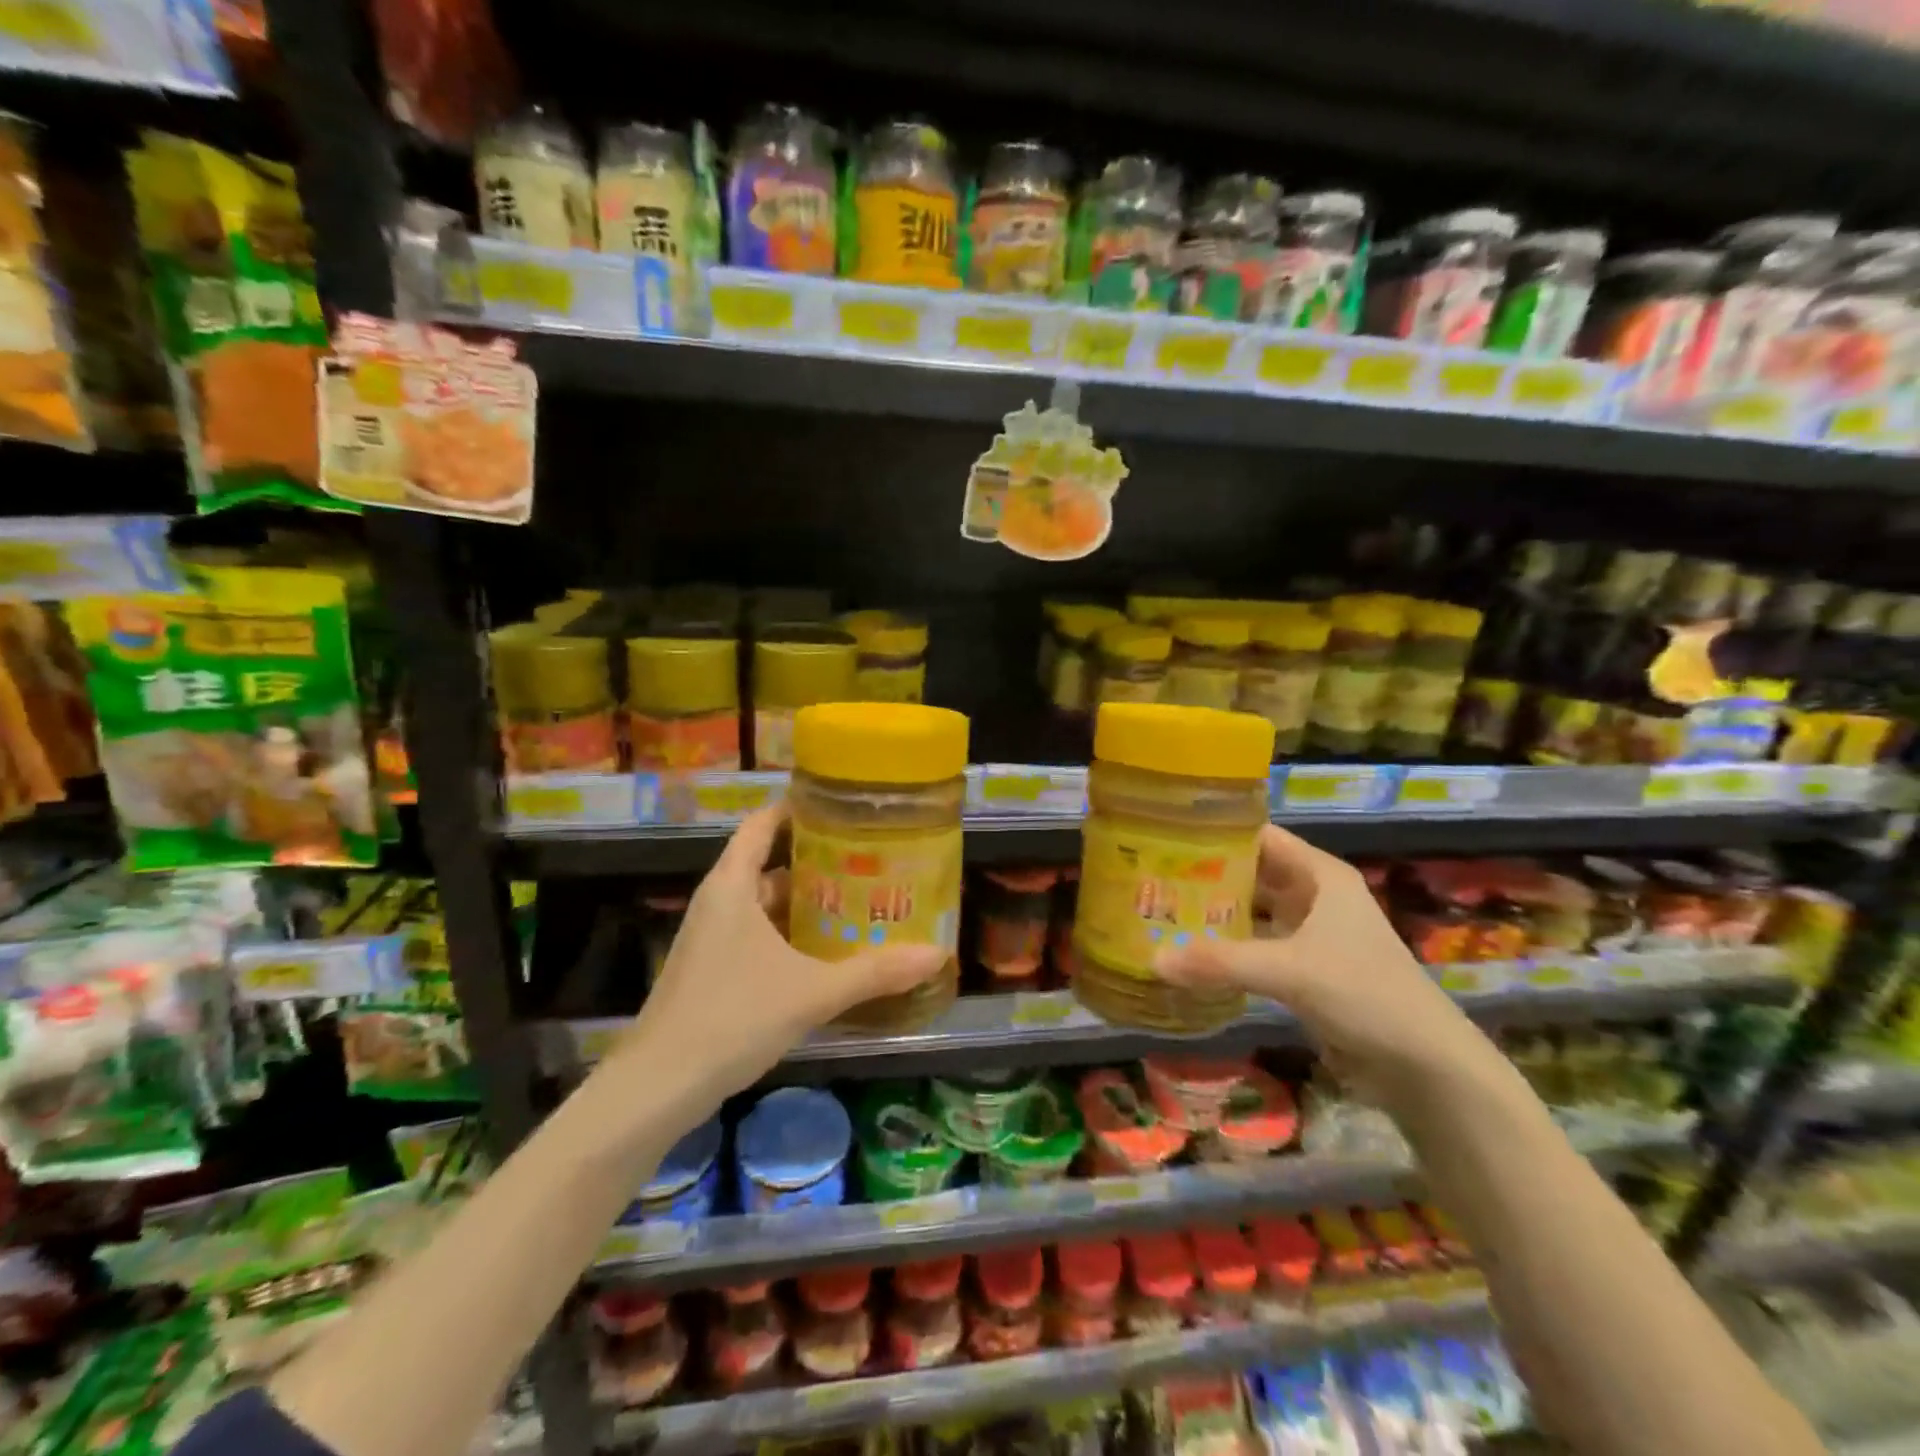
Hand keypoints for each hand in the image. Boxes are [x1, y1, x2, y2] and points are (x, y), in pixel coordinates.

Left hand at [609, 802, 943, 1115]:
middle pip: (768, 862)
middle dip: (815, 859)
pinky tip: (824, 950)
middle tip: (868, 856)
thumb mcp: (812, 992)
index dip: (798, 807)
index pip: (762, 823)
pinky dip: (789, 931)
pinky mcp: (711, 968)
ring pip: (763, 902)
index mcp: (733, 886)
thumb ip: (875, 972)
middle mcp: (719, 901)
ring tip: (856, 898)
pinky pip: (756, 932)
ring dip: (804, 900)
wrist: (658, 1086)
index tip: (841, 805)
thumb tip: (936, 954)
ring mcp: (711, 936)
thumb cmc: (733, 1018)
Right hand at [1155, 825, 1492, 1104]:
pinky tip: (1192, 954)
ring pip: (1253, 912)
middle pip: (1252, 873)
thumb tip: (1153, 958)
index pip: (1260, 836)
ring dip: (1215, 915)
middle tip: (1152, 877)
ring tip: (1161, 911)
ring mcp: (1311, 934)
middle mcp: (1314, 896)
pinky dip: (1228, 949)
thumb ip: (1220, 962)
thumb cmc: (1364, 993)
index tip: (1166, 834)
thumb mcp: (1288, 970)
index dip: (1217, 832)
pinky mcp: (1306, 970)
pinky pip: (1257, 947)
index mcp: (1319, 875)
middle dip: (1207, 875)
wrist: (1424, 1066)